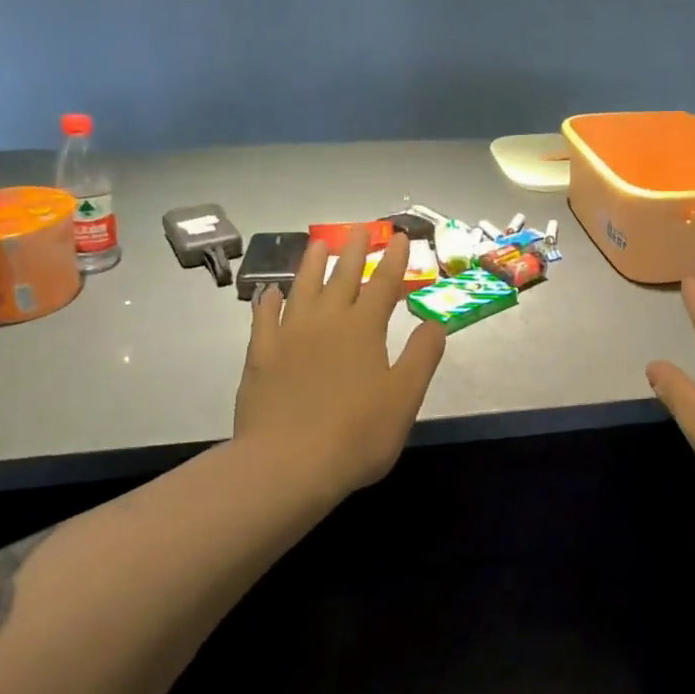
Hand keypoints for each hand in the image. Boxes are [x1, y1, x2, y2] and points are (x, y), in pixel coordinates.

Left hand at [235, 226, 446, 498]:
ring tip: (318, 244)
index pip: (383, 284)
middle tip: (360, 228)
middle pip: (342, 277)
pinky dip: (269, 302)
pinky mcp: (260, 355)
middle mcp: (326, 322)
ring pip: (302, 289)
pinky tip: (270, 293)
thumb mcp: (405, 397)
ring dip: (311, 264)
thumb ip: (422, 356)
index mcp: (364, 329)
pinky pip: (264, 318)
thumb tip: (434, 322)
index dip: (394, 260)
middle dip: (354, 251)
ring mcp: (289, 336)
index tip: (400, 237)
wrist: (287, 464)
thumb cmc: (357, 434)